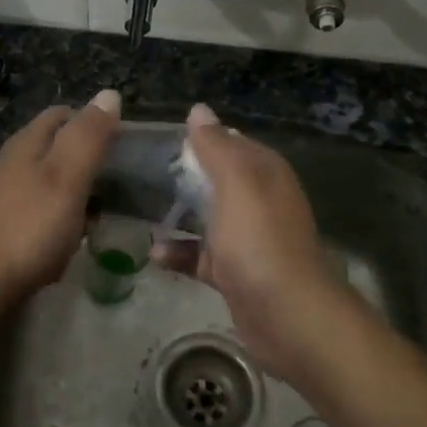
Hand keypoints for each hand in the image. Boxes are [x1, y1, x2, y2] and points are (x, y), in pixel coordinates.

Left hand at [0, 90, 121, 298]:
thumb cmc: (30, 226)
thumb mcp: (67, 176)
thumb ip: (89, 136)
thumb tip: (109, 93)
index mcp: (28, 142)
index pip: (64, 114)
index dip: (95, 121)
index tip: (124, 144)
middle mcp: (16, 161)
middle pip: (59, 145)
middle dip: (90, 156)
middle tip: (123, 178)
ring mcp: (10, 193)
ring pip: (54, 178)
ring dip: (81, 188)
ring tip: (108, 206)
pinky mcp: (10, 223)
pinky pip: (47, 207)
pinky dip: (67, 213)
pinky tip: (80, 232)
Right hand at [152, 105, 352, 380]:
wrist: (287, 316)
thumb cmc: (259, 240)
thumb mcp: (236, 182)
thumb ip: (216, 146)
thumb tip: (198, 110)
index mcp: (264, 172)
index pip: (230, 142)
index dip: (198, 138)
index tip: (158, 140)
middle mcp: (259, 200)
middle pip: (215, 178)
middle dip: (182, 175)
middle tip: (141, 173)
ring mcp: (248, 238)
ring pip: (207, 216)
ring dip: (177, 213)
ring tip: (139, 208)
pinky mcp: (235, 272)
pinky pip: (201, 254)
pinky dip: (179, 252)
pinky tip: (154, 253)